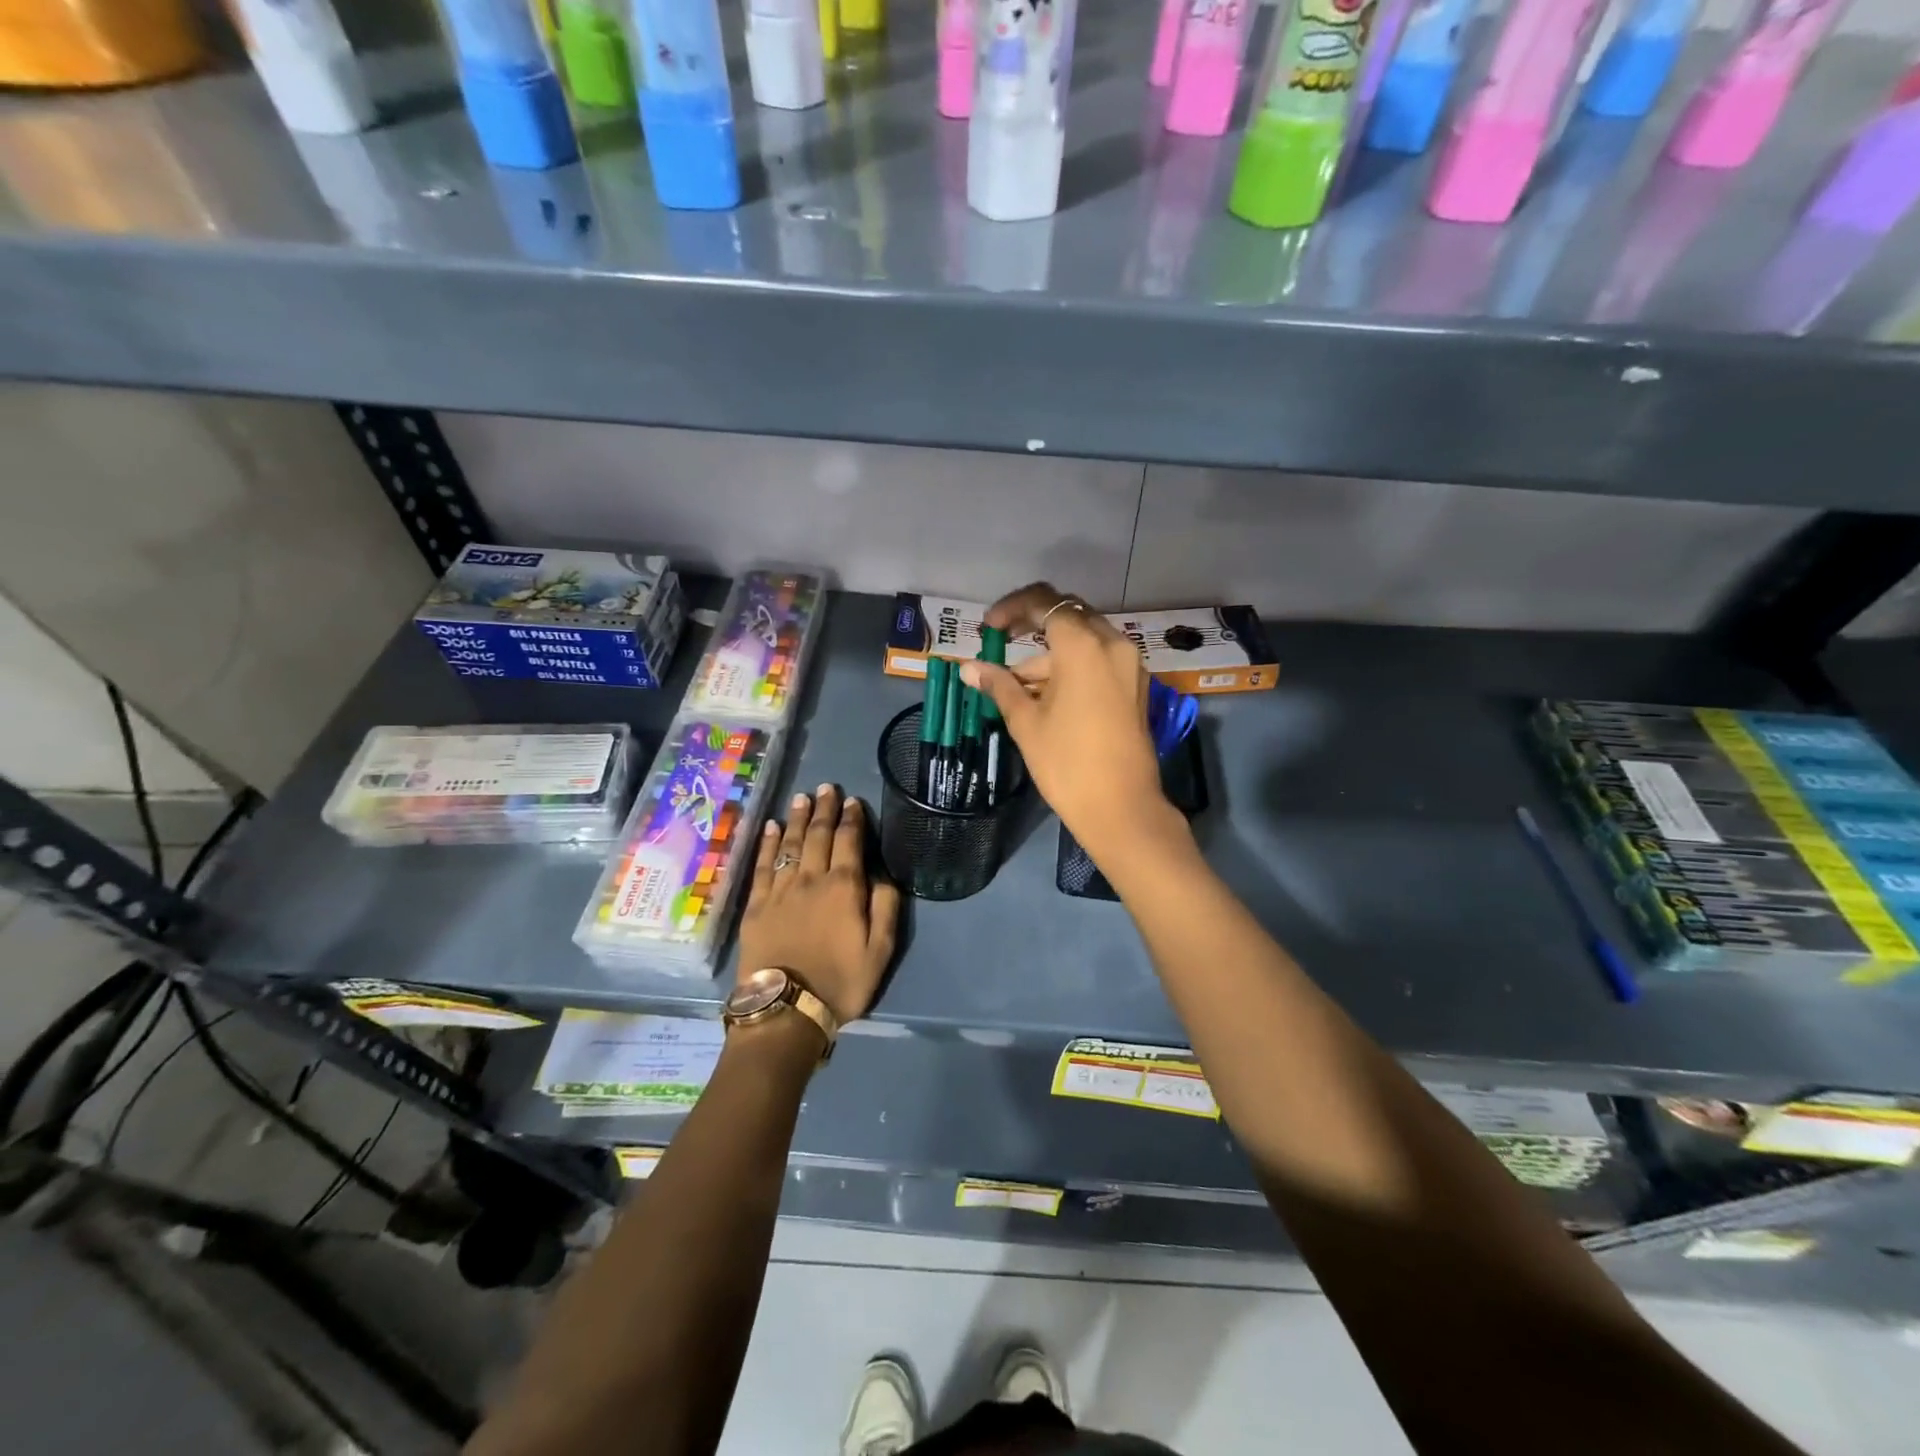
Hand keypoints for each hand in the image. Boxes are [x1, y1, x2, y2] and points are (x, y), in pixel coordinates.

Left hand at [736, 786, 900, 1025]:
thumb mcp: (881, 951)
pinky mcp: (756, 905)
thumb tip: (882, 876)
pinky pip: (762, 866)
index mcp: (844, 887)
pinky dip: (767, 844)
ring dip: (796, 818)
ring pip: (790, 845)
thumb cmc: (841, 982)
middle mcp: (811, 879)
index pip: (849, 842)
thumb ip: (886, 908)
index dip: (851, 819)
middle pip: (818, 835)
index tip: (852, 800)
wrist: (786, 1009)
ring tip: (801, 797)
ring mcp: (780, 890)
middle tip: (826, 787)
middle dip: (824, 809)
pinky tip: (771, 827)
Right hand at [960, 583, 1177, 862]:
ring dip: (1050, 655)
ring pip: (1084, 641)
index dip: (1012, 608)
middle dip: (1032, 628)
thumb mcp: (1026, 721)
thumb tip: (969, 668)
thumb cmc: (1067, 763)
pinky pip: (1099, 660)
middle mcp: (1112, 644)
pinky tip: (1047, 697)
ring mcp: (1129, 665)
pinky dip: (1072, 667)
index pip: (1044, 602)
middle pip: (1068, 616)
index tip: (989, 628)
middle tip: (1002, 647)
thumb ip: (999, 685)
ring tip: (1017, 688)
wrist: (1121, 808)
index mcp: (1083, 646)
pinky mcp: (1135, 686)